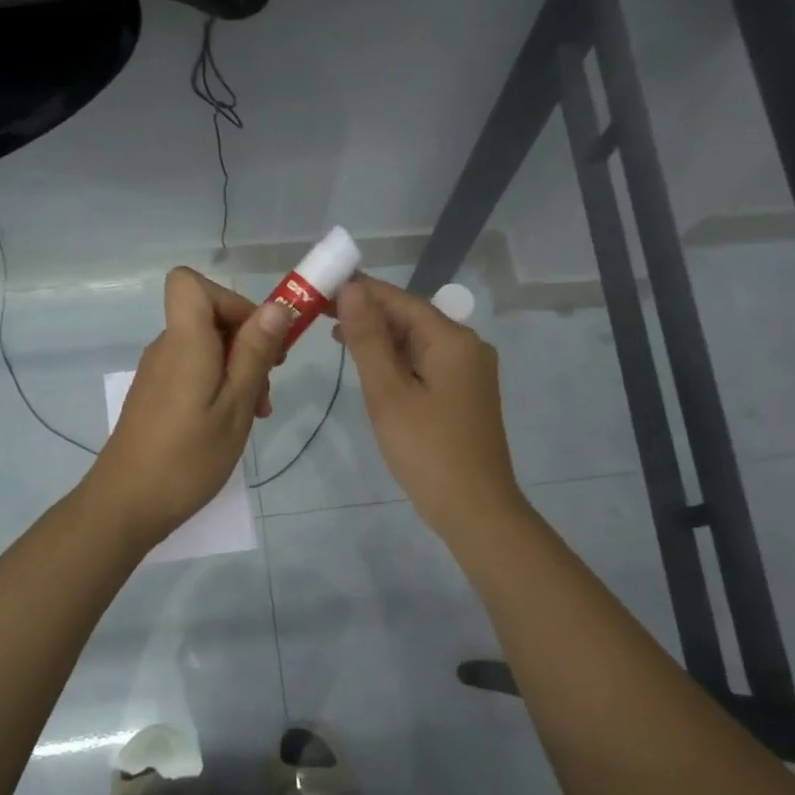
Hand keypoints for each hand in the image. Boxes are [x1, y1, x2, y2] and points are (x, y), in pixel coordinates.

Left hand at [86, 267, 290, 545]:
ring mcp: (157, 372)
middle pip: (207, 316)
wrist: (126, 505)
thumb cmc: (187, 459)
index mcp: (184, 342)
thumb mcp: (235, 407)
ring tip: (256, 413)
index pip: (189, 282)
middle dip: (247, 342)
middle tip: (268, 386)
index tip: (257, 336)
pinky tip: (229, 423)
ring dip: (237, 369)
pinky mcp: (154, 395)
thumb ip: (254, 354)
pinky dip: (217, 385)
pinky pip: (192, 370)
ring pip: (204, 347)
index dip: (229, 299)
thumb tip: (276, 307)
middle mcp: (165, 348)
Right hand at [335, 274, 524, 537]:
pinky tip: (371, 365)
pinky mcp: (464, 393)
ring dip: (380, 337)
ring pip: (417, 341)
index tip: (321, 285)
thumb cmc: (427, 450)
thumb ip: (368, 339)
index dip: (361, 290)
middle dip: (368, 313)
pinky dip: (397, 359)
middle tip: (319, 313)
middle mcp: (467, 346)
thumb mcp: (388, 392)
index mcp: (453, 340)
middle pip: (411, 317)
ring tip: (336, 336)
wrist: (474, 509)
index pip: (401, 300)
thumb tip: (351, 289)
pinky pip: (426, 362)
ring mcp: (469, 371)